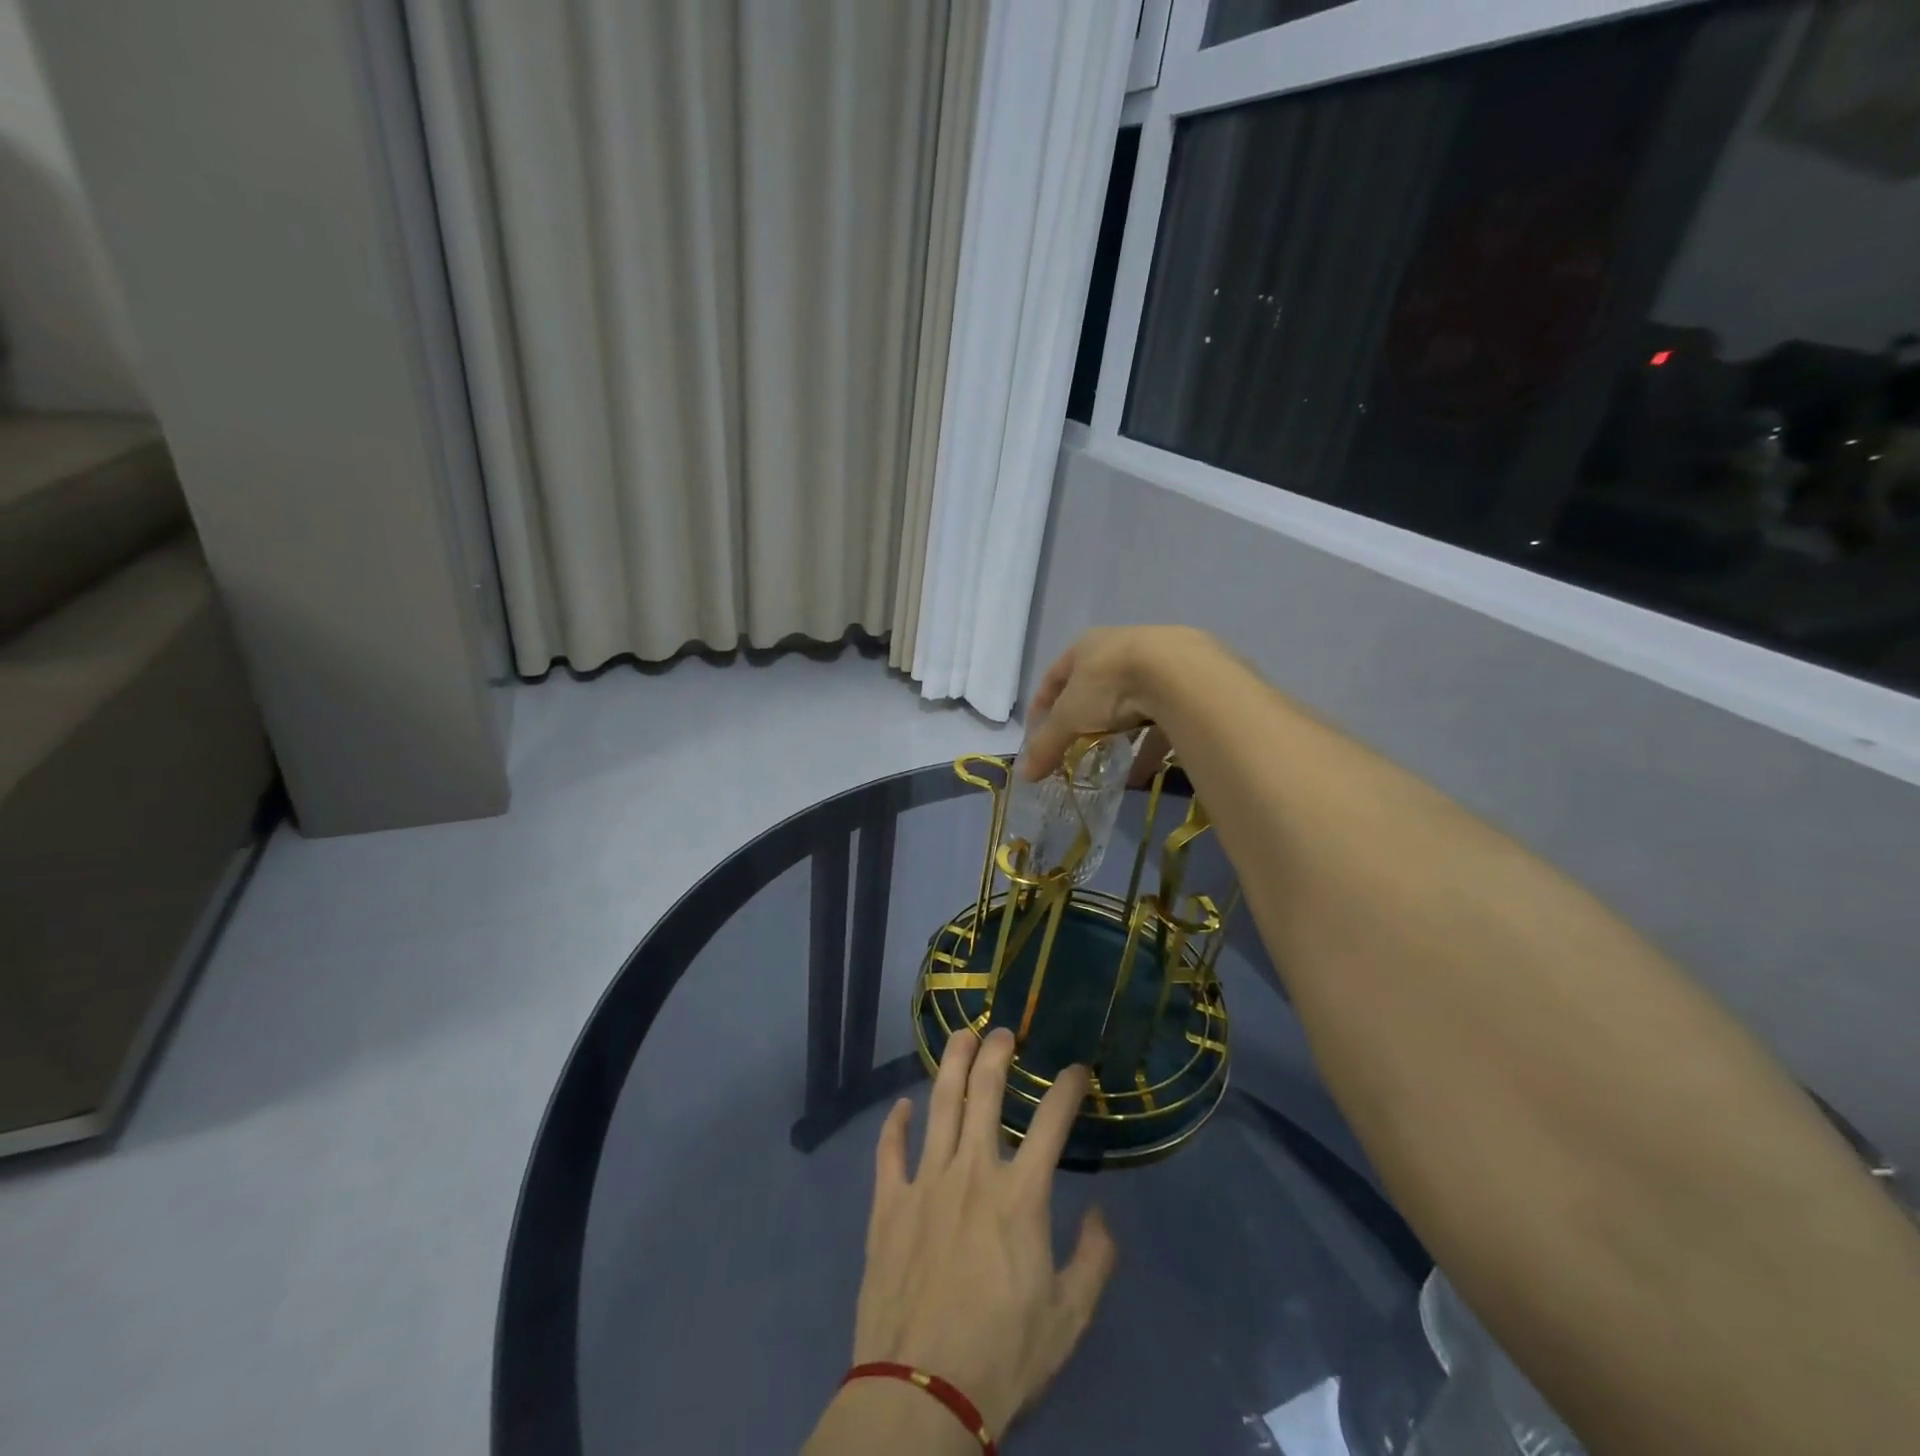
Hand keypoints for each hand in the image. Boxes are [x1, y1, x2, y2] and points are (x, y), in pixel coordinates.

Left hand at [849, 1029, 1116, 1439]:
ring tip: (960, 1036)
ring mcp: (924, 1182)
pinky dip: (894, 1123)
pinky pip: (889, 1150)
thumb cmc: (1002, 1356)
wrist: (920, 1394)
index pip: (1051, 1122)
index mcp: (1019, 1195)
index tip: (1078, 1069)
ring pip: (939, 1104)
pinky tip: (902, 1105)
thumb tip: (1102, 1213)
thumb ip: (1095, 1260)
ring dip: (951, 1064)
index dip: (1068, 1087)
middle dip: (997, 1053)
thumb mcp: (1069, 1319)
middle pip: (984, 1092)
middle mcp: (971, 1172)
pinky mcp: (887, 1204)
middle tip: (1004, 1031)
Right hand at [1023, 626, 1212, 780]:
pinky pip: (1163, 715)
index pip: (1054, 675)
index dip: (1042, 704)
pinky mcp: (1188, 680)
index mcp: (1086, 646)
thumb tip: (1024, 774)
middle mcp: (1121, 645)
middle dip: (1084, 716)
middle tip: (1076, 744)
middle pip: (1094, 685)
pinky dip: (1150, 743)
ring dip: (1119, 730)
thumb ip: (1047, 745)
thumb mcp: (1069, 718)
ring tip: (1112, 759)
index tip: (1036, 730)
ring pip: (1132, 699)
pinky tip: (1145, 769)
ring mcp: (1158, 660)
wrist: (1180, 672)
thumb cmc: (1110, 685)